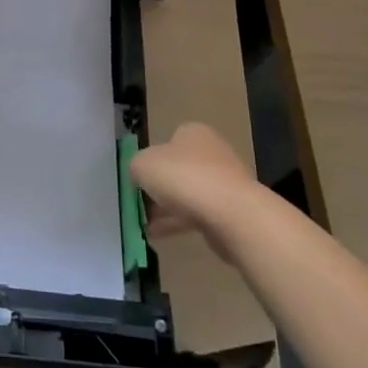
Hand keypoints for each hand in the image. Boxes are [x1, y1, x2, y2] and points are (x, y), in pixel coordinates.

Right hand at [129, 123, 256, 256]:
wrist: (232, 215)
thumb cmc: (184, 177)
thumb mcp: (142, 165)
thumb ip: (135, 166)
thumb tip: (139, 175)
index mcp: (193, 132)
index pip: (167, 142)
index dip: (150, 160)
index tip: (138, 179)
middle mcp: (212, 152)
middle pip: (177, 169)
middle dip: (159, 187)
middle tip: (140, 203)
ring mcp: (225, 182)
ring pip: (188, 194)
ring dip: (166, 208)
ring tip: (144, 224)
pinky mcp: (231, 210)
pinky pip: (198, 215)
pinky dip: (178, 223)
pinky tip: (157, 235)